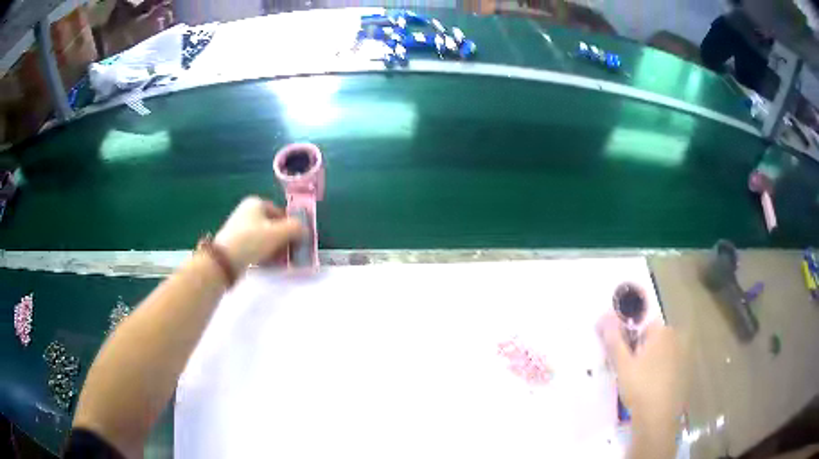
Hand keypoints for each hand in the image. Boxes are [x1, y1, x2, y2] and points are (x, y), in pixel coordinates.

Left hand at [214, 196, 304, 272]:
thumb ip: (296, 228)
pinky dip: (264, 253)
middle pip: (273, 225)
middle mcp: (247, 212)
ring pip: (265, 237)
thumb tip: (305, 230)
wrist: (224, 261)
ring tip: (281, 261)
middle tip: (291, 253)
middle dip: (284, 239)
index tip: (297, 241)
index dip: (291, 226)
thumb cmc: (252, 241)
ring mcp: (240, 227)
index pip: (281, 212)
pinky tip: (269, 263)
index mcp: (256, 203)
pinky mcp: (236, 242)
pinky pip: (256, 245)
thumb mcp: (278, 233)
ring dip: (275, 248)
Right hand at [602, 317, 685, 426]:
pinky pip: (670, 365)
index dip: (631, 341)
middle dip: (642, 350)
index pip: (643, 325)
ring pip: (662, 353)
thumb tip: (604, 316)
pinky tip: (652, 389)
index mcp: (662, 331)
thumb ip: (614, 340)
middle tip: (630, 372)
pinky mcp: (686, 371)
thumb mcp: (622, 365)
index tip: (624, 359)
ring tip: (640, 383)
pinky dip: (661, 372)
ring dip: (652, 361)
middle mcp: (676, 338)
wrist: (658, 417)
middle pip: (654, 338)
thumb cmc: (640, 388)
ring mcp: (683, 355)